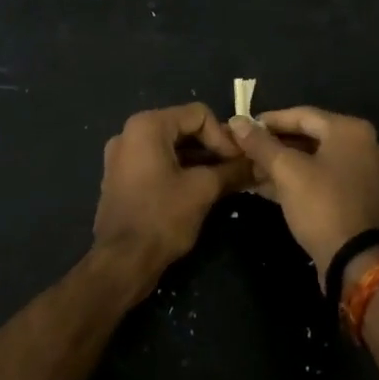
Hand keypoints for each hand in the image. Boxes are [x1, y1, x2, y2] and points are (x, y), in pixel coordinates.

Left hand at [95, 104, 249, 292]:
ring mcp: (123, 156)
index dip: (223, 136)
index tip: (240, 162)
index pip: (199, 115)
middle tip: (237, 170)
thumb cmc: (161, 218)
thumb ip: (232, 170)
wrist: (121, 263)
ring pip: (172, 147)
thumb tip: (257, 163)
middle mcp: (130, 133)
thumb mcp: (203, 190)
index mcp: (147, 126)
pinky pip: (158, 162)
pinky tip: (201, 190)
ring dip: (200, 161)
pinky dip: (181, 171)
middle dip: (213, 148)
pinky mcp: (122, 177)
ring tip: (224, 181)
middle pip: (184, 128)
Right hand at [229, 108, 378, 290]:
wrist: (357, 263)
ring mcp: (368, 173)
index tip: (243, 128)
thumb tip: (236, 121)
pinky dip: (302, 180)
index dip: (269, 121)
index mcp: (351, 130)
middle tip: (246, 151)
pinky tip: (272, 188)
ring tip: (253, 170)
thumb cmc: (322, 206)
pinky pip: (328, 179)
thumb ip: (260, 144)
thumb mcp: (286, 171)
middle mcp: (366, 145)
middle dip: (276, 146)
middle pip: (311, 137)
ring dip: (286, 164)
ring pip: (318, 160)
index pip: (302, 115)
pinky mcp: (364, 198)